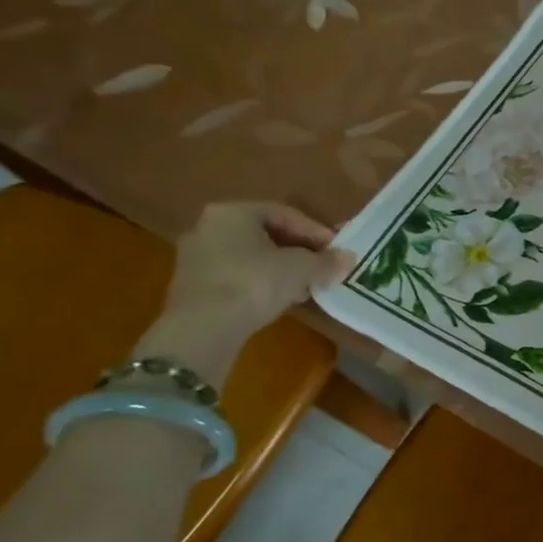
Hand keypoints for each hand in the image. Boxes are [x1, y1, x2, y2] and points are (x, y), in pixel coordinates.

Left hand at [144, 202, 355, 382]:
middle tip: (323, 268)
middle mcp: (210, 226)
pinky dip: (262, 283)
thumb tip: (348, 258)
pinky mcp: (193, 285)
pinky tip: (281, 299)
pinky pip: (237, 275)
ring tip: (307, 287)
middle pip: (267, 234)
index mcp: (233, 211)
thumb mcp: (301, 269)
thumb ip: (326, 261)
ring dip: (282, 269)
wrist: (203, 329)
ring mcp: (197, 257)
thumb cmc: (254, 283)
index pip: (285, 214)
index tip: (337, 251)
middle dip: (299, 251)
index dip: (316, 232)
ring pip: (252, 256)